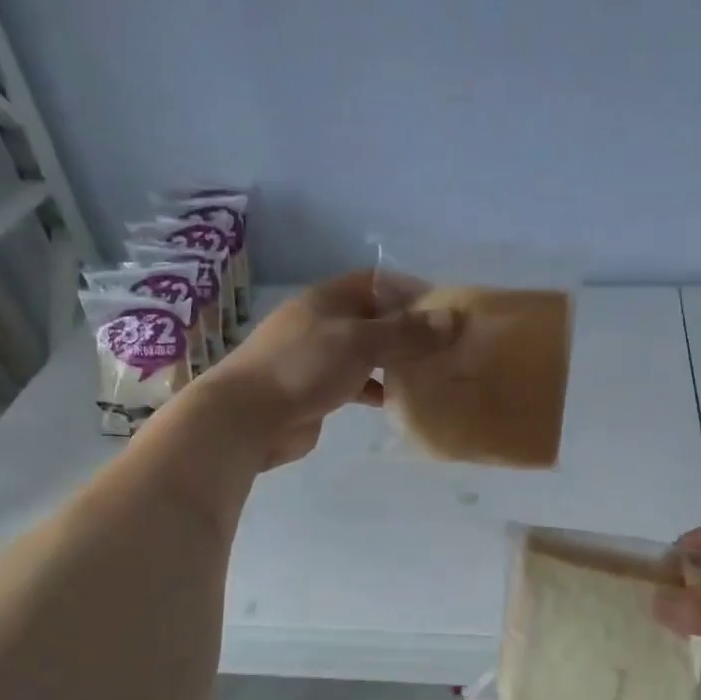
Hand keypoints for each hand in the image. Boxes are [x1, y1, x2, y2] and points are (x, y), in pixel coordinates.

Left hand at [199, 271, 456, 469]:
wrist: (247, 418)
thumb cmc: (303, 367)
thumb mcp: (360, 343)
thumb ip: (406, 332)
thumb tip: (453, 319)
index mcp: (328, 299)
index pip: (377, 282)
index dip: (410, 290)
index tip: (445, 308)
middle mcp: (323, 322)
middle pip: (374, 317)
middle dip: (408, 328)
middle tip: (446, 344)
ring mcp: (317, 357)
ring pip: (366, 351)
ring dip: (395, 360)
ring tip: (432, 372)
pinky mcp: (316, 390)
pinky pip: (356, 382)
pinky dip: (378, 388)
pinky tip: (401, 401)